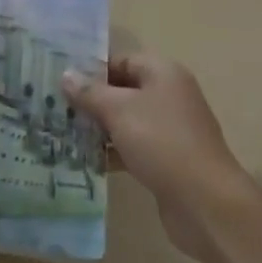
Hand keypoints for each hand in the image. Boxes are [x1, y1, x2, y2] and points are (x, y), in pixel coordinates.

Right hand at [62, 54, 250, 262]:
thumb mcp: (118, 110)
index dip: (91, 69)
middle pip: (122, 90)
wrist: (205, 202)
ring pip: (126, 120)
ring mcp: (170, 129)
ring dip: (98, 127)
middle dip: (90, 99)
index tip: (60, 82)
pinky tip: (86, 160)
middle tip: (55, 107)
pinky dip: (112, 150)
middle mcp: (169, 95)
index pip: (120, 60)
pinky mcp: (167, 158)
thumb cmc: (161, 142)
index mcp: (163, 73)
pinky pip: (133, 146)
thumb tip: (66, 75)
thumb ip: (89, 92)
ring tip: (63, 133)